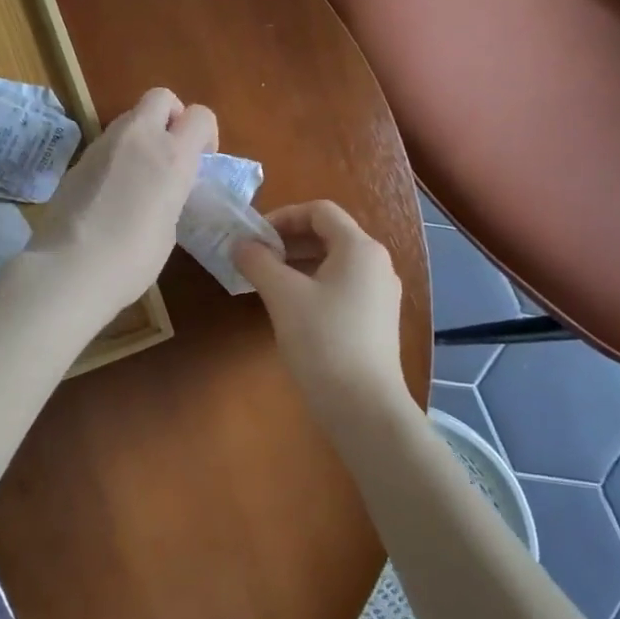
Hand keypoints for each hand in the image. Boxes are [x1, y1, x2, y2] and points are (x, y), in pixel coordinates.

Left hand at [26, 88, 216, 321]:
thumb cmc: (133, 257)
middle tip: (170, 150)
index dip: (205, 133)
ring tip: (139, 176)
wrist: (70, 267)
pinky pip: (107, 144)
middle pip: (161, 97)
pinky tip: (111, 192)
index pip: (200, 115)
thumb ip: (170, 193)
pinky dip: (116, 156)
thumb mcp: (169, 225)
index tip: (202, 158)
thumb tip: (161, 188)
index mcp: (172, 155)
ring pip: (130, 119)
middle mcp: (139, 138)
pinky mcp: (78, 159)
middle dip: (171, 115)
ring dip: (141, 135)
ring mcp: (103, 144)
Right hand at [235, 201, 407, 423]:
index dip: (283, 216)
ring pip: (334, 262)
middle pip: (329, 234)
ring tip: (266, 281)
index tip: (254, 236)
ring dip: (298, 263)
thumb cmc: (323, 340)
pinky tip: (290, 307)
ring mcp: (380, 293)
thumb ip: (258, 261)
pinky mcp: (376, 320)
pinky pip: (341, 286)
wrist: (364, 406)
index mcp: (360, 248)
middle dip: (288, 240)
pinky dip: (313, 284)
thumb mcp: (282, 295)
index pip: (320, 211)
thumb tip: (240, 244)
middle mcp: (376, 264)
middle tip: (255, 257)